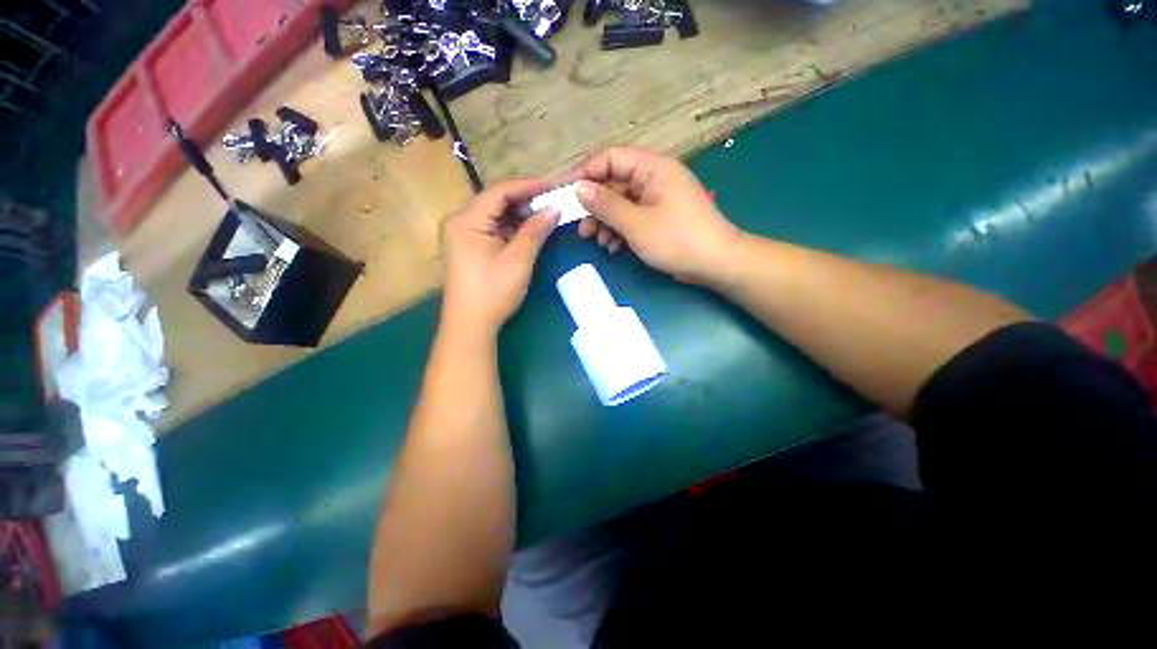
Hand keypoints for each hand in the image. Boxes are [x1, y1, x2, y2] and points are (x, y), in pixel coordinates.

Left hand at [440, 178, 559, 333]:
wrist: (471, 325)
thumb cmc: (493, 292)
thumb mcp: (518, 260)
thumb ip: (536, 231)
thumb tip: (555, 208)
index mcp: (465, 220)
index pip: (499, 191)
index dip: (528, 186)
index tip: (554, 186)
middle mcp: (459, 221)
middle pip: (495, 201)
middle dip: (524, 201)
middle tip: (552, 202)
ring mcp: (461, 235)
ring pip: (494, 215)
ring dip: (519, 215)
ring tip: (544, 216)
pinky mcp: (467, 247)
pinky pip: (491, 229)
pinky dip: (510, 229)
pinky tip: (528, 231)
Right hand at [563, 147, 742, 284]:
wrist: (715, 263)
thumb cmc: (677, 239)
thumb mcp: (636, 224)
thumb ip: (606, 205)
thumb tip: (578, 188)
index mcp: (652, 167)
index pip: (609, 158)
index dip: (584, 173)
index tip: (564, 193)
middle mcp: (653, 177)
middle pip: (613, 182)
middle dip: (594, 205)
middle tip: (580, 228)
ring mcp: (656, 198)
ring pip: (620, 203)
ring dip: (605, 221)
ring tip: (595, 241)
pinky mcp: (658, 217)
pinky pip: (631, 217)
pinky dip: (619, 230)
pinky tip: (612, 247)